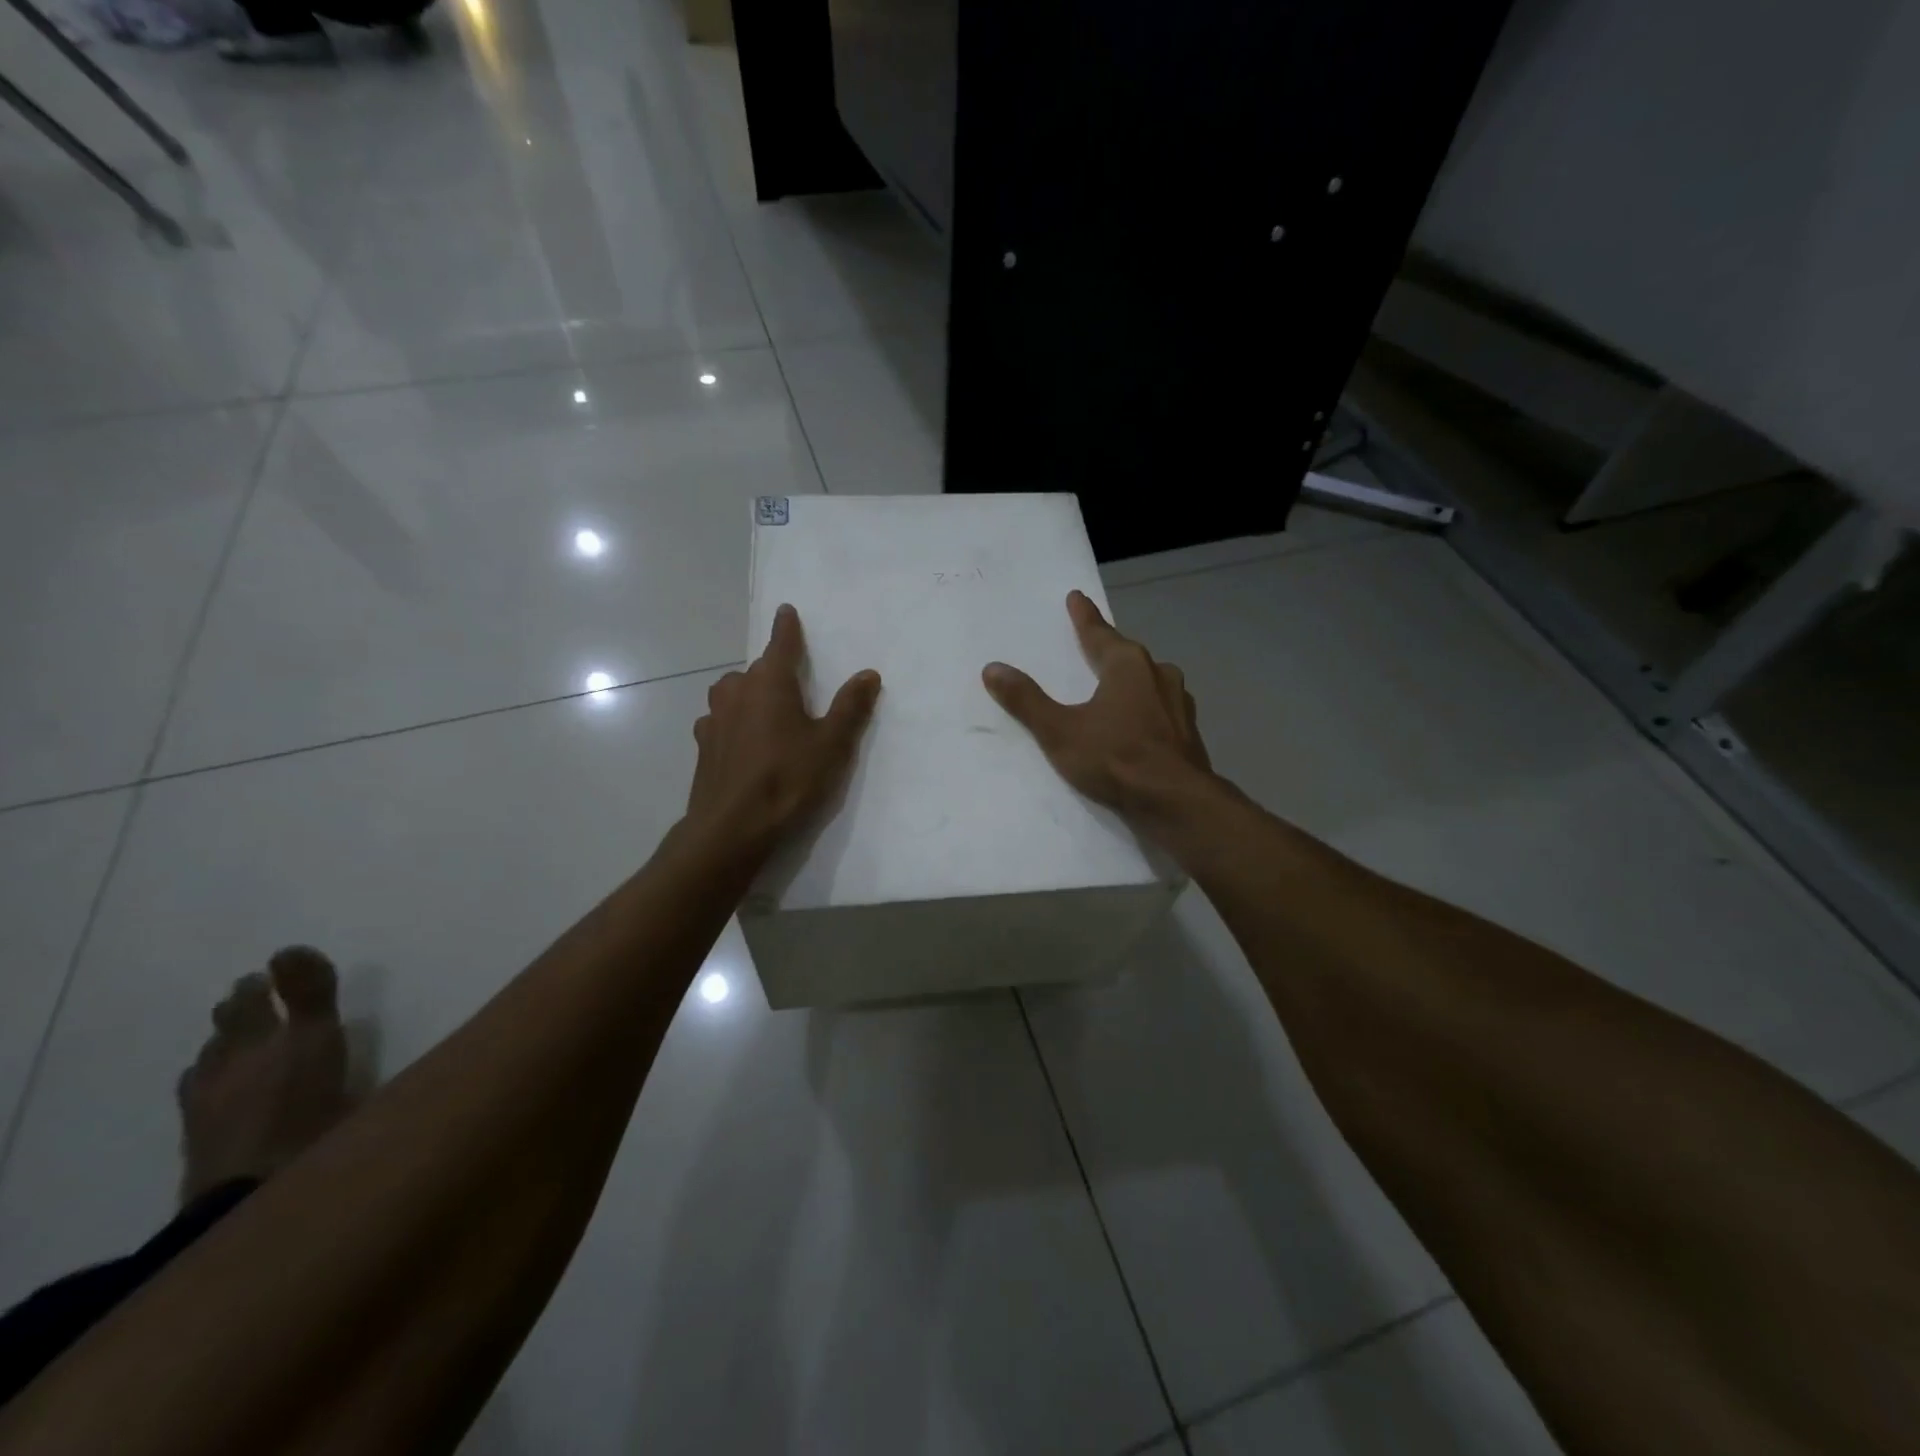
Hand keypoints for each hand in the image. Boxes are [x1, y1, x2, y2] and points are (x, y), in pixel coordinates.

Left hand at [688, 604, 881, 855]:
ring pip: (731, 693)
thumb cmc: (788, 779)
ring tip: (764, 711)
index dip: (787, 628)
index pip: (781, 644)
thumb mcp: (831, 744)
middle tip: (791, 685)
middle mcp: (737, 691)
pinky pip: (719, 721)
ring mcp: (714, 718)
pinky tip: (740, 742)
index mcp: (771, 683)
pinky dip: (731, 722)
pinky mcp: (702, 746)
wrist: (732, 827)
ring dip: (747, 694)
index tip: (786, 610)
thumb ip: (851, 707)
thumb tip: (869, 673)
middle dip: (771, 671)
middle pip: (755, 670)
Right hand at [982, 591, 1211, 821]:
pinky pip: (1161, 709)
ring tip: (1116, 686)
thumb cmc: (1115, 757)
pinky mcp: (1189, 731)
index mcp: (1128, 665)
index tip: (1077, 597)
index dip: (1084, 617)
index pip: (1098, 633)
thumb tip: (993, 668)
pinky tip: (1139, 724)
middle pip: (1127, 655)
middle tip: (1093, 644)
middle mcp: (1159, 674)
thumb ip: (1026, 700)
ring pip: (1149, 681)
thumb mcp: (1060, 731)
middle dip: (1109, 649)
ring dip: (1132, 680)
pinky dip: (1146, 709)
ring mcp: (1180, 703)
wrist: (1175, 801)